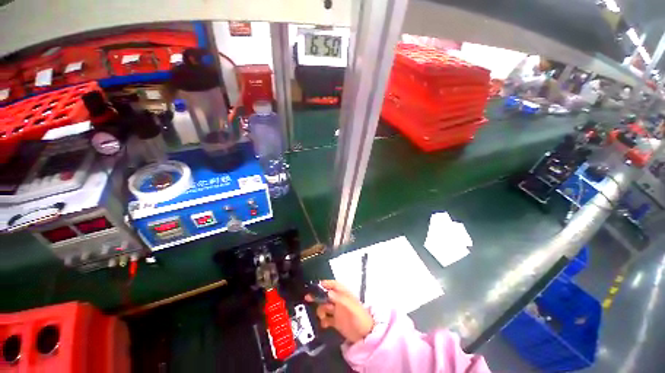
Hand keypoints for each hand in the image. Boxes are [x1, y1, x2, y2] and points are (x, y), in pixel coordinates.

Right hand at [305, 280, 373, 342]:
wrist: (366, 336)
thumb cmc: (360, 318)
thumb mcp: (351, 307)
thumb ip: (340, 299)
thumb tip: (328, 292)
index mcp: (345, 295)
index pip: (334, 285)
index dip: (326, 283)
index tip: (317, 285)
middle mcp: (340, 301)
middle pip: (327, 295)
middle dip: (318, 295)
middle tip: (308, 297)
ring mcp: (338, 311)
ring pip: (325, 307)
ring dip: (321, 310)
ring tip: (322, 317)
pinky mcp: (336, 322)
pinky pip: (326, 319)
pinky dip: (323, 321)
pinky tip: (324, 324)